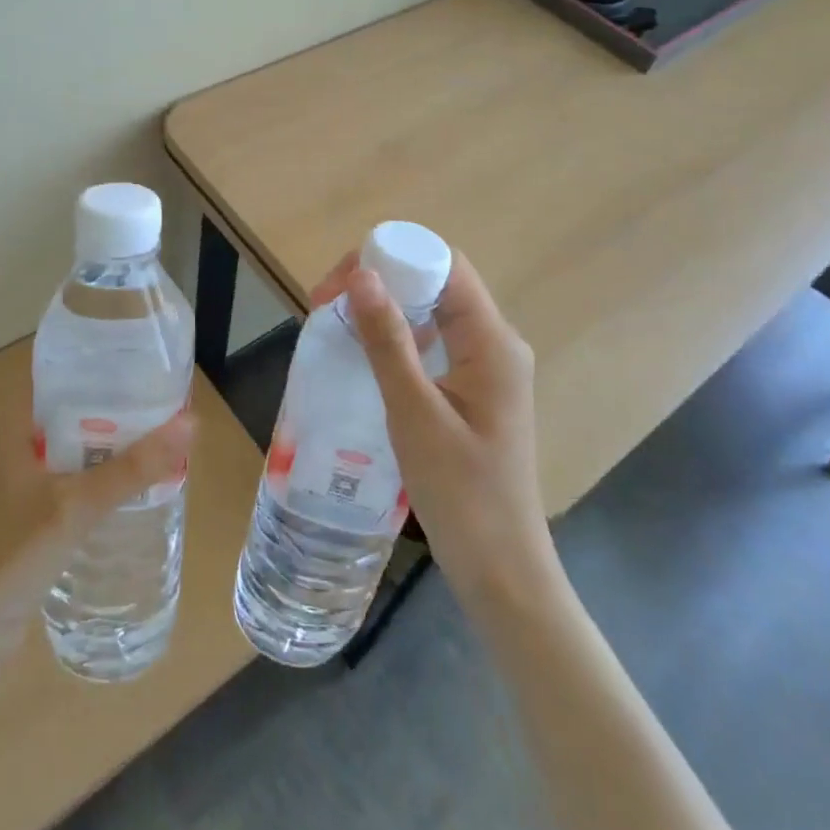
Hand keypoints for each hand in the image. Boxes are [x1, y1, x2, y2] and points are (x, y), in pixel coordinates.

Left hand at [0, 389, 193, 667]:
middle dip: (122, 406)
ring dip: (117, 442)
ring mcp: (27, 475)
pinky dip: (107, 472)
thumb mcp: (75, 505)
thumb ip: (132, 467)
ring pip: (82, 444)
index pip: (66, 373)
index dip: (108, 365)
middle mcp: (20, 439)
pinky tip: (141, 478)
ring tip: (166, 434)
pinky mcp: (36, 506)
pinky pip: (79, 475)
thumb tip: (192, 423)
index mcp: (16, 421)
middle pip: (79, 408)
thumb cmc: (10, 553)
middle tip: (171, 401)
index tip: (152, 365)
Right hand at [311, 248, 549, 601]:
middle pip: (437, 284)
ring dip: (386, 310)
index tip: (340, 281)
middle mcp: (495, 344)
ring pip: (433, 314)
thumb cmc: (461, 493)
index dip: (393, 258)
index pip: (444, 265)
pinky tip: (364, 356)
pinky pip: (433, 345)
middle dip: (381, 281)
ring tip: (337, 324)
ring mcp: (487, 369)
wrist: (502, 571)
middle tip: (326, 305)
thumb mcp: (415, 413)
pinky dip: (398, 339)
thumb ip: (388, 341)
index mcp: (492, 341)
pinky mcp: (474, 392)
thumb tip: (360, 275)